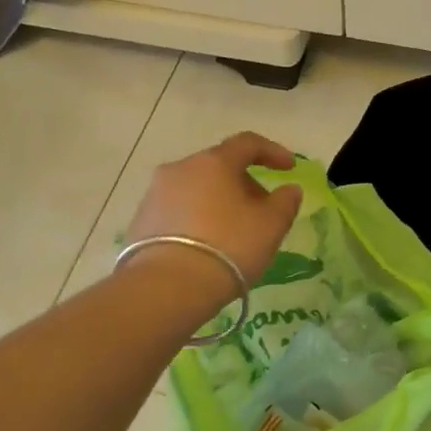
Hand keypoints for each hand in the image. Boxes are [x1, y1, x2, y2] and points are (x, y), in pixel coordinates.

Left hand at [122, 132, 303, 293]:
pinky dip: (197, 219)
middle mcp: (180, 169)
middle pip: (219, 166)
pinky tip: (207, 246)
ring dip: (218, 202)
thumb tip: (289, 189)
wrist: (166, 287)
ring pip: (196, 189)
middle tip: (262, 210)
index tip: (289, 168)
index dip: (272, 152)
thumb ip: (285, 202)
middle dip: (244, 183)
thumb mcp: (271, 226)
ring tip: (234, 232)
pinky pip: (178, 211)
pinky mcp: (140, 222)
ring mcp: (154, 194)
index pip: (247, 143)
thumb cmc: (228, 247)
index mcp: (213, 162)